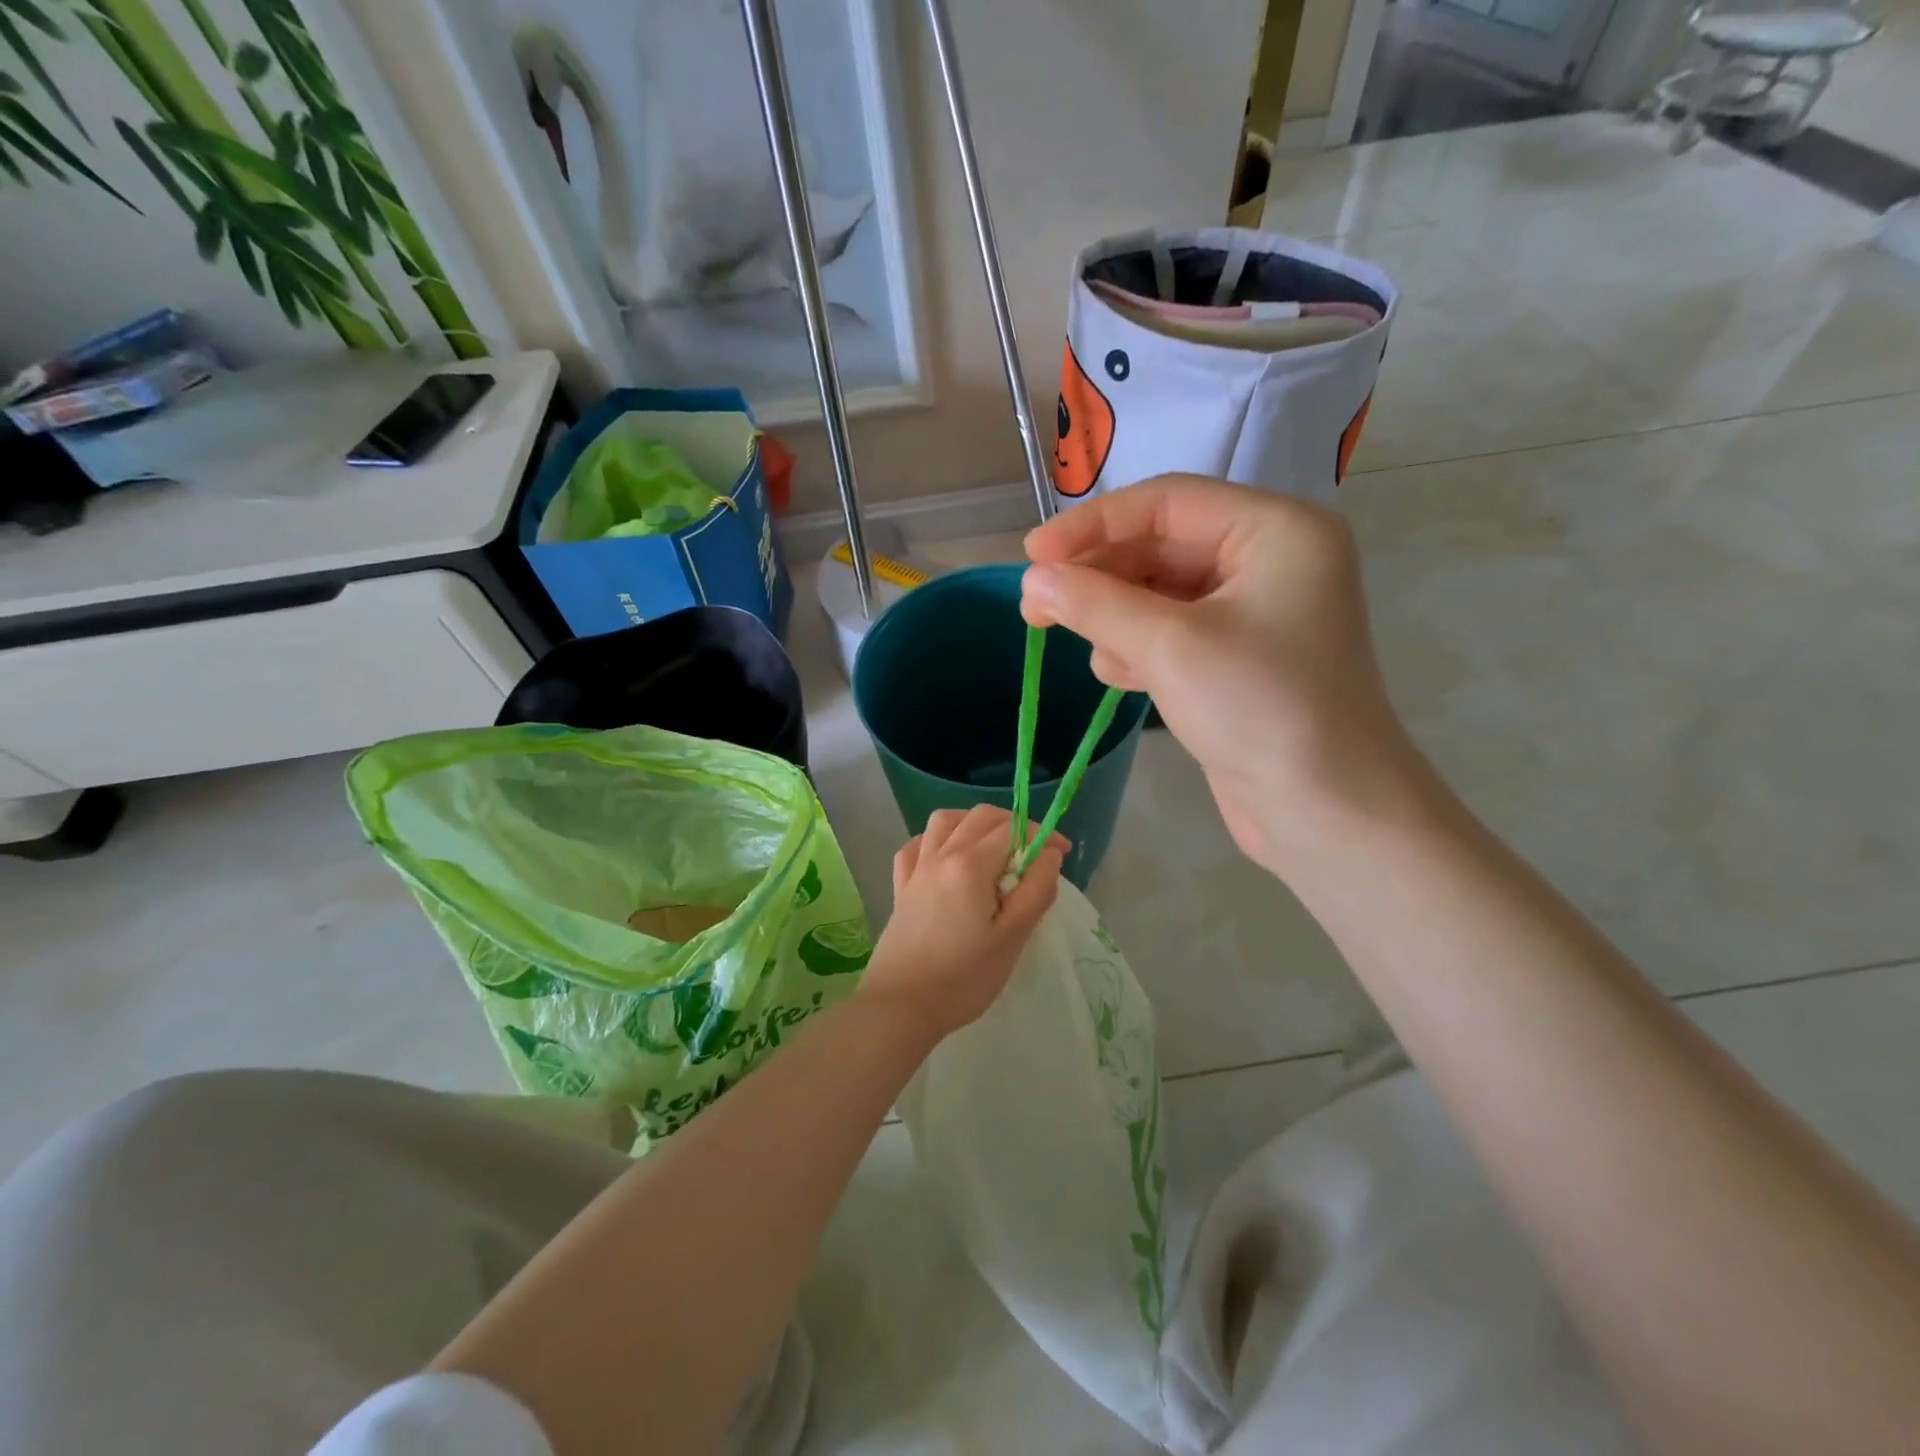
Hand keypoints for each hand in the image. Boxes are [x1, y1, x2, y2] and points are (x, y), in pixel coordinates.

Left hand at [861, 806, 1067, 1040]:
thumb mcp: (1012, 938)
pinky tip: (948, 859)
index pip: (1013, 829)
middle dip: (1013, 824)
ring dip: (973, 823)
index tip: (1063, 853)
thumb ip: (1035, 890)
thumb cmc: (962, 978)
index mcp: (970, 864)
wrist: (899, 1006)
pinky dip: (937, 840)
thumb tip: (1048, 855)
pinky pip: (918, 845)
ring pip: (944, 820)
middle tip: (1034, 852)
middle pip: (980, 816)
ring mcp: (916, 869)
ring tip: (993, 848)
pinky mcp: (901, 887)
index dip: (1043, 834)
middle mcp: (941, 854)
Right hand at [1021, 475, 1427, 872]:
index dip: (1093, 524)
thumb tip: (1033, 579)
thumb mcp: (1169, 646)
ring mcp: (1253, 613)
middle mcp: (1268, 560)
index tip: (1032, 554)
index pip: (1166, 502)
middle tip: (1035, 609)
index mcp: (1274, 530)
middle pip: (1159, 547)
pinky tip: (1121, 676)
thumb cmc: (1260, 709)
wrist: (1326, 812)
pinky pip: (1171, 634)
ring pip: (1158, 594)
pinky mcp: (1235, 660)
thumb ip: (1095, 603)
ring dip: (1116, 618)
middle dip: (1099, 579)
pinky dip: (1138, 648)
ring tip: (1095, 652)